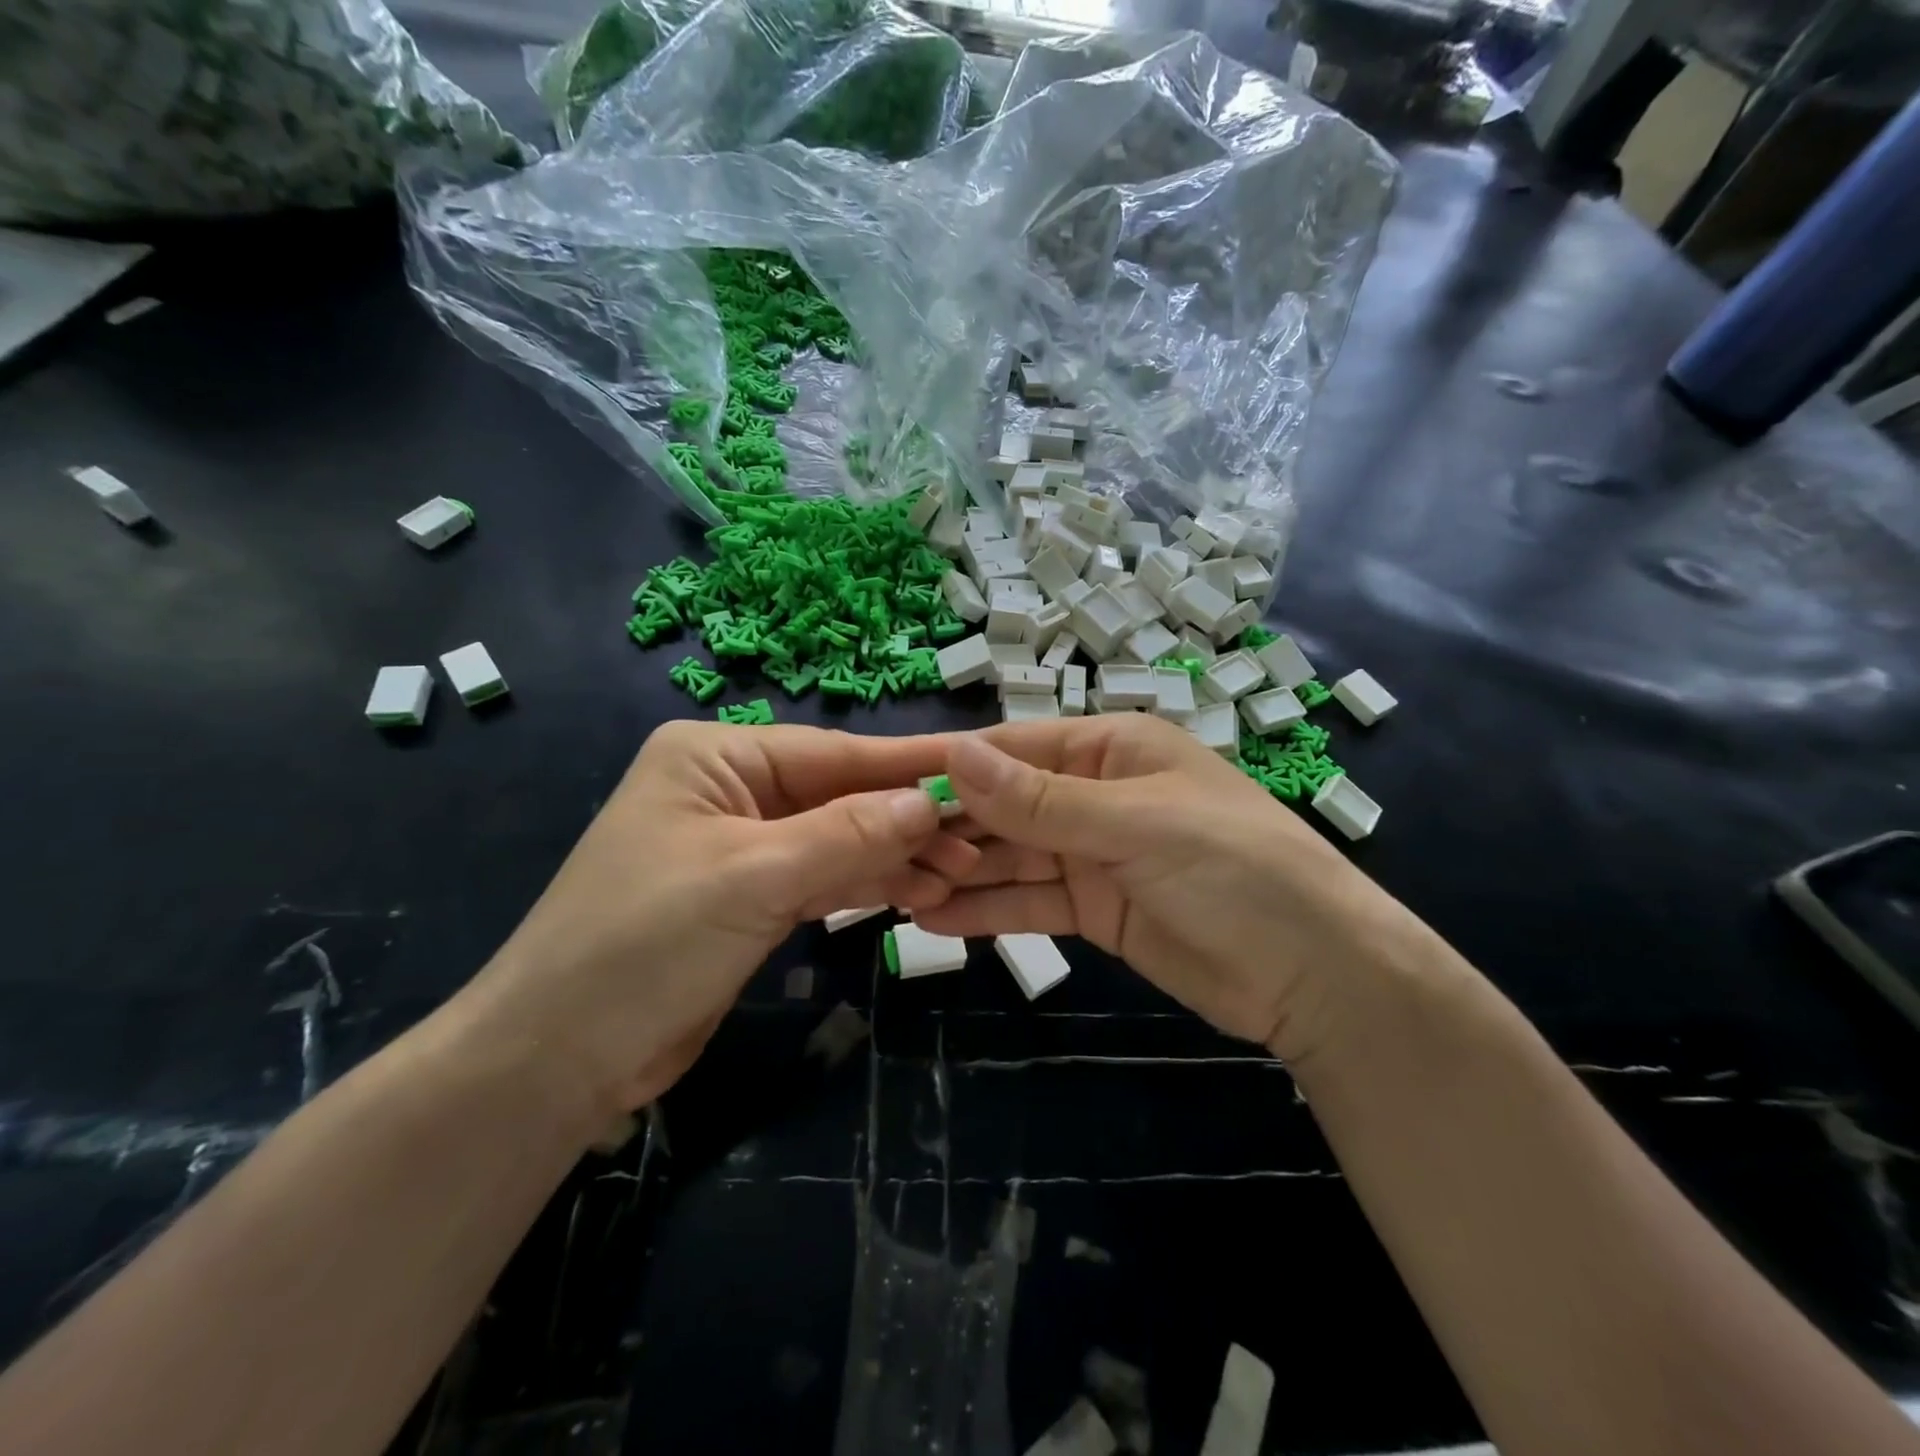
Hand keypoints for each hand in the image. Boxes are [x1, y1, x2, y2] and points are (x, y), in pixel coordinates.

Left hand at [453, 722, 975, 1117]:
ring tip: (961, 871)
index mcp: (718, 757)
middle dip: (907, 819)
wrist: (555, 1060)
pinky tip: (918, 891)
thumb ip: (847, 834)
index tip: (978, 766)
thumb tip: (929, 801)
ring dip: (895, 856)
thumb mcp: (752, 877)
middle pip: (841, 796)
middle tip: (979, 840)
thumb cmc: (643, 943)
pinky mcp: (751, 900)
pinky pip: (823, 879)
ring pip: (838, 840)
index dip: (908, 764)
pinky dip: (866, 885)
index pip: (834, 754)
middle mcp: (732, 790)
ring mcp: (743, 847)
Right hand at [916, 716, 1430, 1063]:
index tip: (886, 794)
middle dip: (950, 829)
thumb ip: (1040, 800)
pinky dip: (988, 912)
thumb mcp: (1135, 825)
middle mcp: (1095, 794)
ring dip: (960, 874)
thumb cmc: (1235, 869)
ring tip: (895, 894)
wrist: (1316, 975)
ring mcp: (1094, 855)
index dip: (952, 771)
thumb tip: (954, 756)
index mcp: (1111, 749)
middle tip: (882, 857)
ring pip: (1011, 858)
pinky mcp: (1095, 910)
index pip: (1014, 751)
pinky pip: (1030, 903)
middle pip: (1004, 806)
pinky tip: (937, 923)